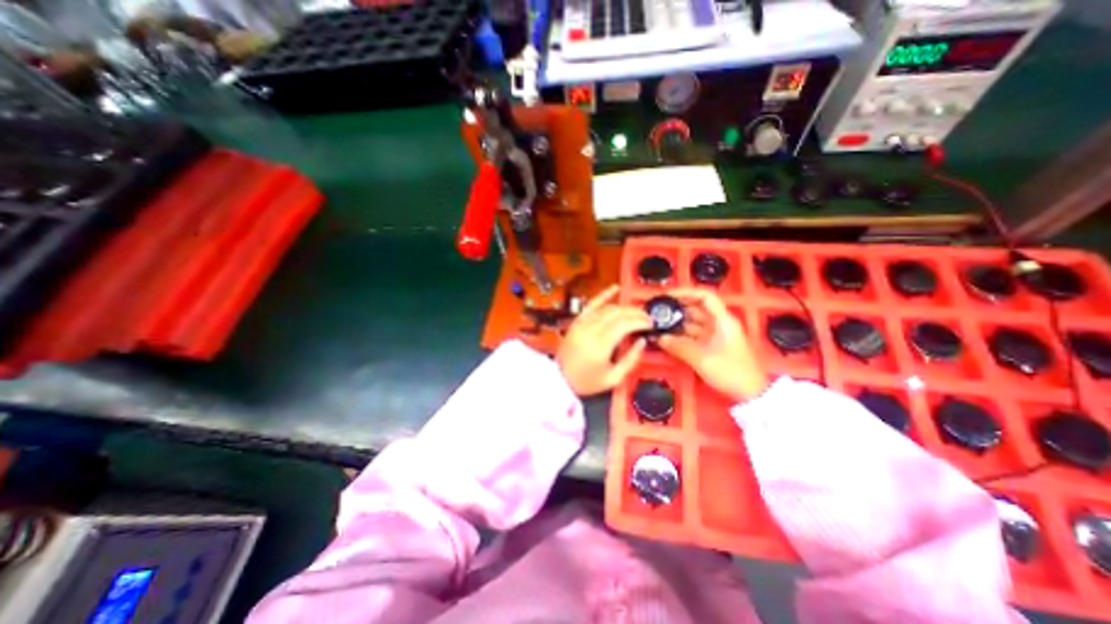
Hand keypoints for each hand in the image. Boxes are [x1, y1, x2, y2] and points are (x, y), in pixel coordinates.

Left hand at [556, 282, 651, 393]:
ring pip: (607, 308)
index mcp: (600, 346)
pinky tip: (614, 288)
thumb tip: (642, 342)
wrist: (559, 379)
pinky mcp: (577, 322)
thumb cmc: (585, 382)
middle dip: (636, 312)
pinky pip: (591, 304)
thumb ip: (630, 360)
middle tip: (647, 317)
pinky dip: (604, 295)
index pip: (625, 325)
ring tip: (637, 310)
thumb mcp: (613, 379)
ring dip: (624, 307)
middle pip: (618, 313)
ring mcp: (582, 324)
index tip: (650, 324)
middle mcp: (591, 331)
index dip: (640, 321)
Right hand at [652, 286, 770, 402]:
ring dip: (676, 323)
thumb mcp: (703, 359)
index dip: (685, 293)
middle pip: (695, 309)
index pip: (704, 297)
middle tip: (657, 312)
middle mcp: (718, 324)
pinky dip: (679, 336)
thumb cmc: (732, 372)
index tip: (667, 297)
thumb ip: (679, 346)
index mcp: (722, 320)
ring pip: (691, 323)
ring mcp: (714, 335)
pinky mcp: (710, 346)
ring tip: (657, 324)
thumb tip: (658, 338)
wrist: (750, 394)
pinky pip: (691, 336)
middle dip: (676, 309)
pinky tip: (665, 338)